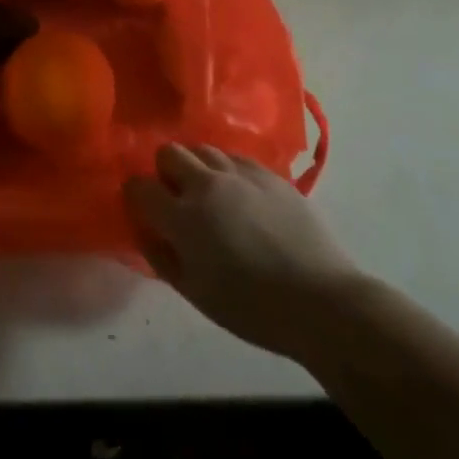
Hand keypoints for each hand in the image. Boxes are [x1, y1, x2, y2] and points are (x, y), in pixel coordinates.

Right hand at [123, 144, 363, 354]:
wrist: (322, 302)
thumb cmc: (252, 308)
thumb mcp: (194, 293)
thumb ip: (160, 256)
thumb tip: (145, 229)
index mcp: (183, 218)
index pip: (139, 186)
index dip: (136, 196)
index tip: (145, 210)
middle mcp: (207, 185)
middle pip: (168, 153)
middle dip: (165, 172)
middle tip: (178, 200)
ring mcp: (240, 174)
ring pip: (203, 149)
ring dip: (197, 168)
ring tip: (211, 196)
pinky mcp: (269, 174)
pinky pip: (235, 158)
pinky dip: (228, 171)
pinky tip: (241, 197)